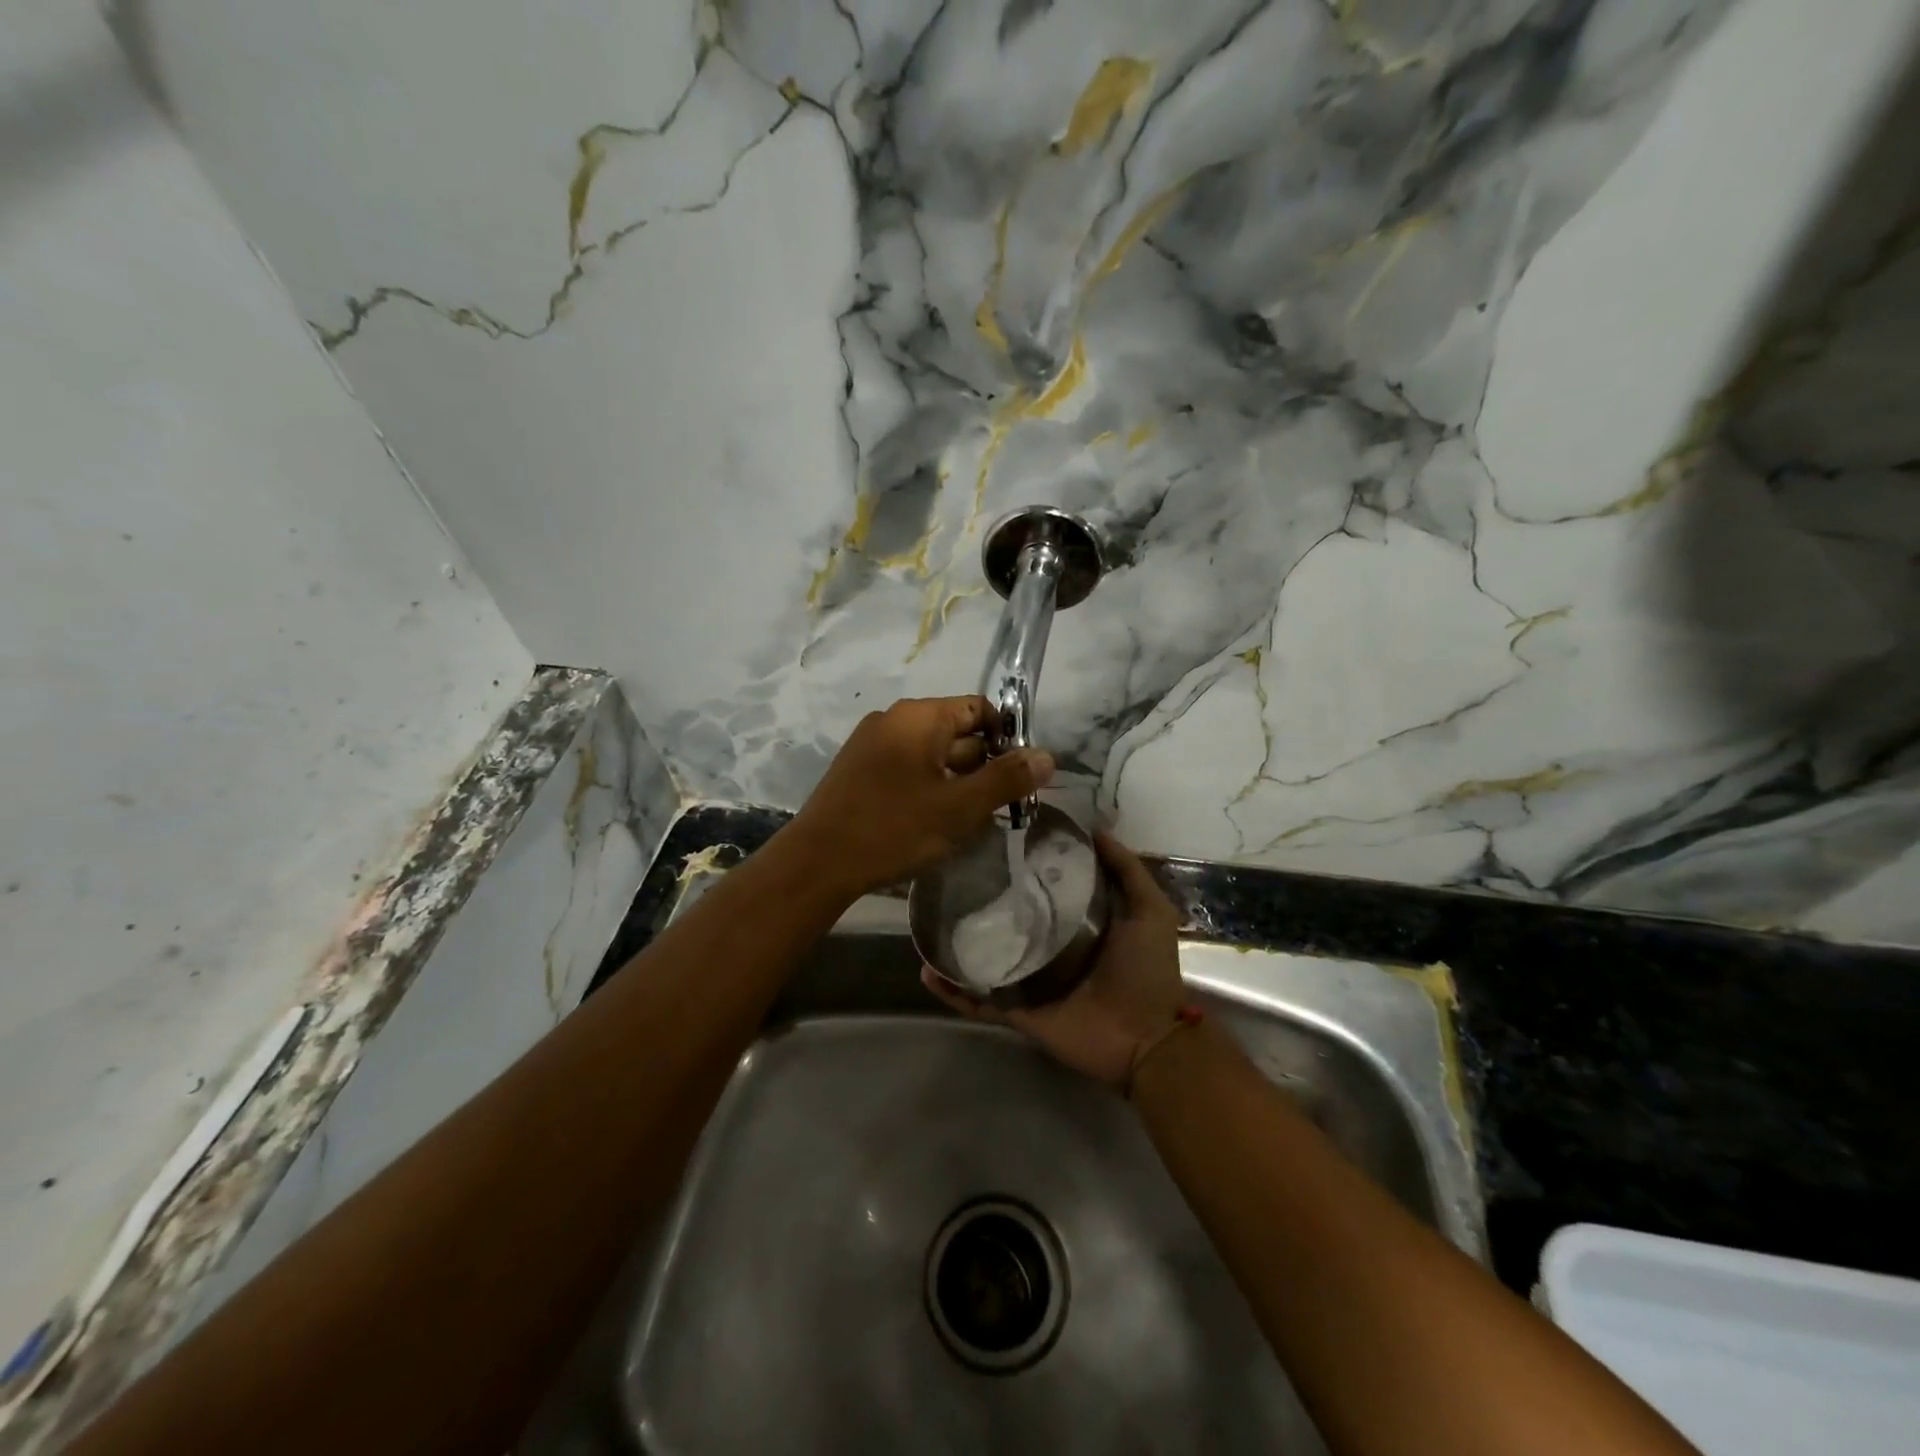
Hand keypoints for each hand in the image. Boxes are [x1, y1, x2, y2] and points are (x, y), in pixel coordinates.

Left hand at [783, 695, 1053, 899]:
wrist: (818, 863)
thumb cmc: (894, 828)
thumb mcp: (959, 807)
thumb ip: (1006, 780)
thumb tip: (1048, 757)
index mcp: (919, 717)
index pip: (979, 709)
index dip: (1007, 738)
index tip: (1019, 776)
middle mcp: (894, 720)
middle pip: (957, 732)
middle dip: (984, 766)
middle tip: (1001, 807)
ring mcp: (872, 744)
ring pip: (933, 754)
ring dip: (958, 781)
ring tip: (971, 819)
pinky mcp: (860, 770)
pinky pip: (909, 768)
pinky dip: (930, 788)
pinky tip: (936, 822)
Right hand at [922, 829, 1186, 1086]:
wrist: (1145, 1039)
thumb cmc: (1146, 970)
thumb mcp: (1149, 909)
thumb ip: (1126, 870)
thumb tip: (1095, 829)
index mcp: (1077, 923)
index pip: (1041, 888)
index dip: (1022, 866)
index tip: (995, 841)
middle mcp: (1049, 947)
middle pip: (1008, 920)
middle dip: (980, 903)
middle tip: (949, 877)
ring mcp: (1030, 981)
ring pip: (985, 958)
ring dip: (957, 946)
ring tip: (926, 923)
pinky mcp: (1017, 1011)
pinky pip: (979, 1000)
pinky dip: (953, 991)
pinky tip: (928, 972)